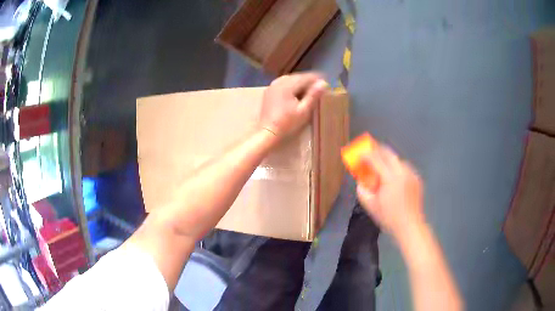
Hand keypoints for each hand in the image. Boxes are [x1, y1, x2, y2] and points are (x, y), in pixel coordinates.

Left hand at [260, 73, 327, 138]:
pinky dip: (292, 86)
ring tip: (310, 90)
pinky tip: (297, 93)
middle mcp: (278, 82)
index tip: (326, 82)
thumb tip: (323, 83)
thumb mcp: (303, 111)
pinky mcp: (269, 92)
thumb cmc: (287, 124)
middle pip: (297, 77)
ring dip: (300, 83)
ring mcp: (272, 86)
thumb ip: (313, 96)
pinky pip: (283, 84)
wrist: (267, 133)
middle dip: (308, 80)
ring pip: (290, 80)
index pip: (305, 77)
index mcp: (287, 85)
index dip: (317, 79)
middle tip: (319, 87)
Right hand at [356, 145, 424, 240]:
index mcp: (390, 178)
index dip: (366, 155)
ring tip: (382, 166)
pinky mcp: (417, 178)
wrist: (410, 226)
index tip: (359, 153)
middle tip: (370, 151)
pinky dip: (397, 168)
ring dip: (388, 159)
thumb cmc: (389, 217)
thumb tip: (360, 181)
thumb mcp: (371, 206)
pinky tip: (394, 177)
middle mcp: (402, 172)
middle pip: (389, 153)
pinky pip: (405, 168)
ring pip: (398, 159)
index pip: (376, 159)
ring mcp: (411, 174)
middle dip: (378, 150)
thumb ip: (362, 190)